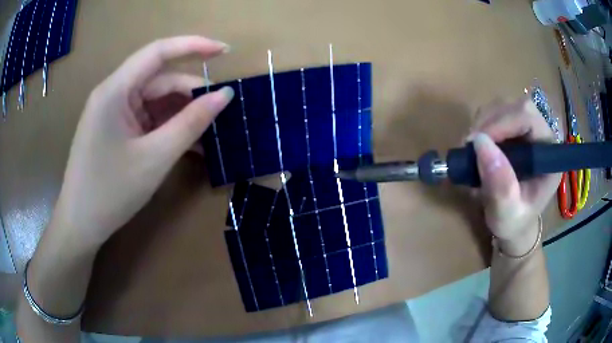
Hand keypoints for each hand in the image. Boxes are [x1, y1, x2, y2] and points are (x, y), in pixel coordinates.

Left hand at [52, 36, 234, 248]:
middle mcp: (113, 93)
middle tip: (221, 113)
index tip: (226, 52)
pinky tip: (187, 144)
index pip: (158, 52)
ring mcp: (113, 112)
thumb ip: (191, 122)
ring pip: (154, 101)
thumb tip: (224, 95)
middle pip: (158, 81)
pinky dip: (167, 127)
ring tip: (208, 134)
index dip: (194, 46)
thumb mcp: (155, 158)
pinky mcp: (115, 129)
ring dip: (180, 114)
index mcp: (115, 90)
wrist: (80, 225)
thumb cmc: (110, 192)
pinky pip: (146, 119)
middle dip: (190, 94)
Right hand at [470, 97, 560, 254]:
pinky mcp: (515, 129)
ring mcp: (528, 130)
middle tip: (470, 146)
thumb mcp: (506, 213)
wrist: (514, 222)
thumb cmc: (514, 222)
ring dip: (483, 122)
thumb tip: (480, 144)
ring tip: (471, 149)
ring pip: (504, 106)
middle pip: (516, 106)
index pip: (530, 118)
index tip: (477, 142)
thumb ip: (500, 185)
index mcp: (549, 154)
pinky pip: (496, 113)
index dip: (503, 122)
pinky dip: (481, 124)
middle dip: (490, 121)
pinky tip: (477, 145)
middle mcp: (541, 135)